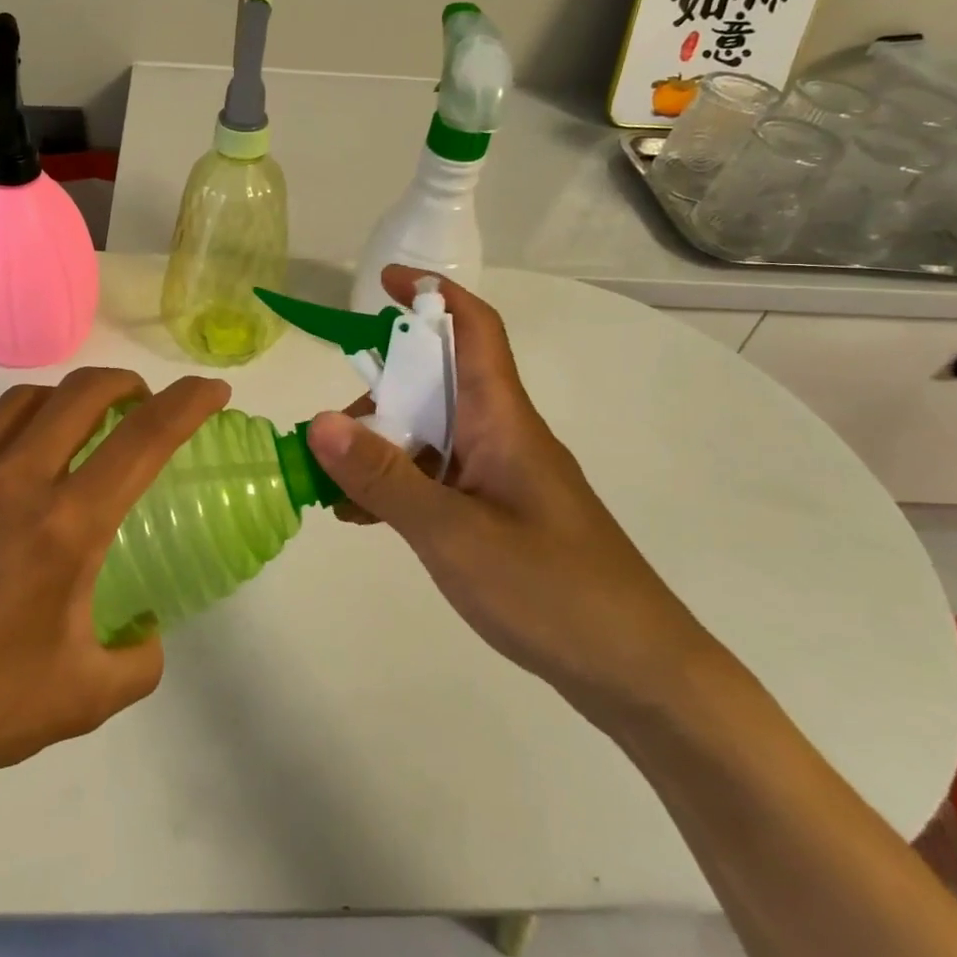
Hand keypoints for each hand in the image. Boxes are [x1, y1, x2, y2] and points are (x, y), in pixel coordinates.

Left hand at [0, 367, 229, 838]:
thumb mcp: (81, 700)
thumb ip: (138, 662)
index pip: (144, 439)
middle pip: (82, 392)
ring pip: (24, 399)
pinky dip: (6, 426)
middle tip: (144, 405)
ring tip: (79, 428)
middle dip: (127, 383)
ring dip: (66, 399)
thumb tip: (147, 633)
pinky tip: (8, 461)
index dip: (189, 403)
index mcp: (65, 526)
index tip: (213, 391)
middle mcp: (16, 481)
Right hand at [305, 266, 717, 725]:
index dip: (431, 295)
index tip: (382, 281)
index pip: (473, 330)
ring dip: (380, 448)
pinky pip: (438, 480)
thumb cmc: (553, 591)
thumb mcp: (454, 533)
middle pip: (435, 384)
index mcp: (503, 419)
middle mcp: (502, 435)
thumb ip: (385, 477)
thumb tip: (318, 421)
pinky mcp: (499, 515)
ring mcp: (501, 477)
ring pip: (430, 436)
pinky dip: (398, 487)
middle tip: (326, 432)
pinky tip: (362, 517)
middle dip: (377, 393)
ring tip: (331, 487)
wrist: (638, 675)